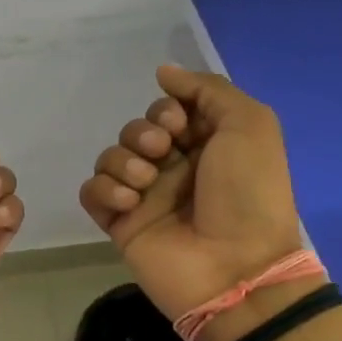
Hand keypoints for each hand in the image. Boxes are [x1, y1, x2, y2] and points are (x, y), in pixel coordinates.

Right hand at [79, 64, 309, 327]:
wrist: (236, 268)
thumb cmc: (249, 194)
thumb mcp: (250, 125)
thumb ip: (207, 89)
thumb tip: (163, 72)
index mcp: (206, 145)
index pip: (167, 111)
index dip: (165, 111)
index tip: (178, 125)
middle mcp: (174, 168)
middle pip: (135, 130)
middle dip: (143, 134)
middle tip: (162, 153)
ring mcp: (145, 197)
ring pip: (110, 157)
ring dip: (123, 161)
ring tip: (145, 183)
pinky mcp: (120, 224)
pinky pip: (92, 191)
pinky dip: (104, 189)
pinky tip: (129, 203)